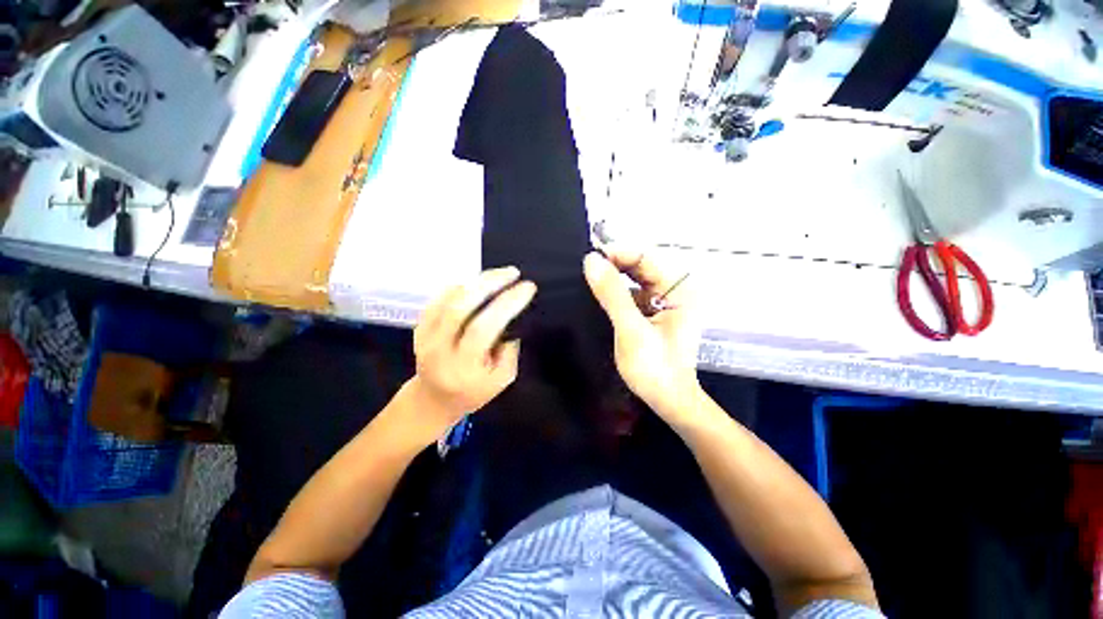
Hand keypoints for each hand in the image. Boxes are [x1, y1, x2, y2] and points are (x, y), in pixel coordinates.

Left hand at [409, 267, 536, 437]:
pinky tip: (476, 282)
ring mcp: (424, 336)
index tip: (528, 287)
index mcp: (462, 366)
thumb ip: (509, 352)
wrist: (432, 400)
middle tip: (513, 273)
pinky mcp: (419, 327)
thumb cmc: (472, 393)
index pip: (484, 327)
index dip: (507, 303)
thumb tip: (512, 320)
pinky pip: (438, 298)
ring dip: (476, 281)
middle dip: (490, 283)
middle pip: (461, 306)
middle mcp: (439, 348)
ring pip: (448, 298)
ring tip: (499, 275)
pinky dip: (459, 286)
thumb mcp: (501, 381)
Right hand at [584, 247, 702, 424]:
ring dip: (612, 279)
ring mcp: (664, 300)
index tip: (589, 261)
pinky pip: (631, 293)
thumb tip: (591, 260)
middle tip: (584, 271)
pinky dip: (615, 293)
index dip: (617, 254)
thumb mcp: (631, 329)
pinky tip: (598, 296)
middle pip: (640, 265)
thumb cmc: (654, 368)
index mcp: (680, 288)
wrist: (667, 401)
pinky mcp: (653, 312)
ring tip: (586, 281)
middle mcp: (675, 288)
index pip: (646, 256)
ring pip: (633, 278)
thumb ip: (612, 294)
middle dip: (613, 266)